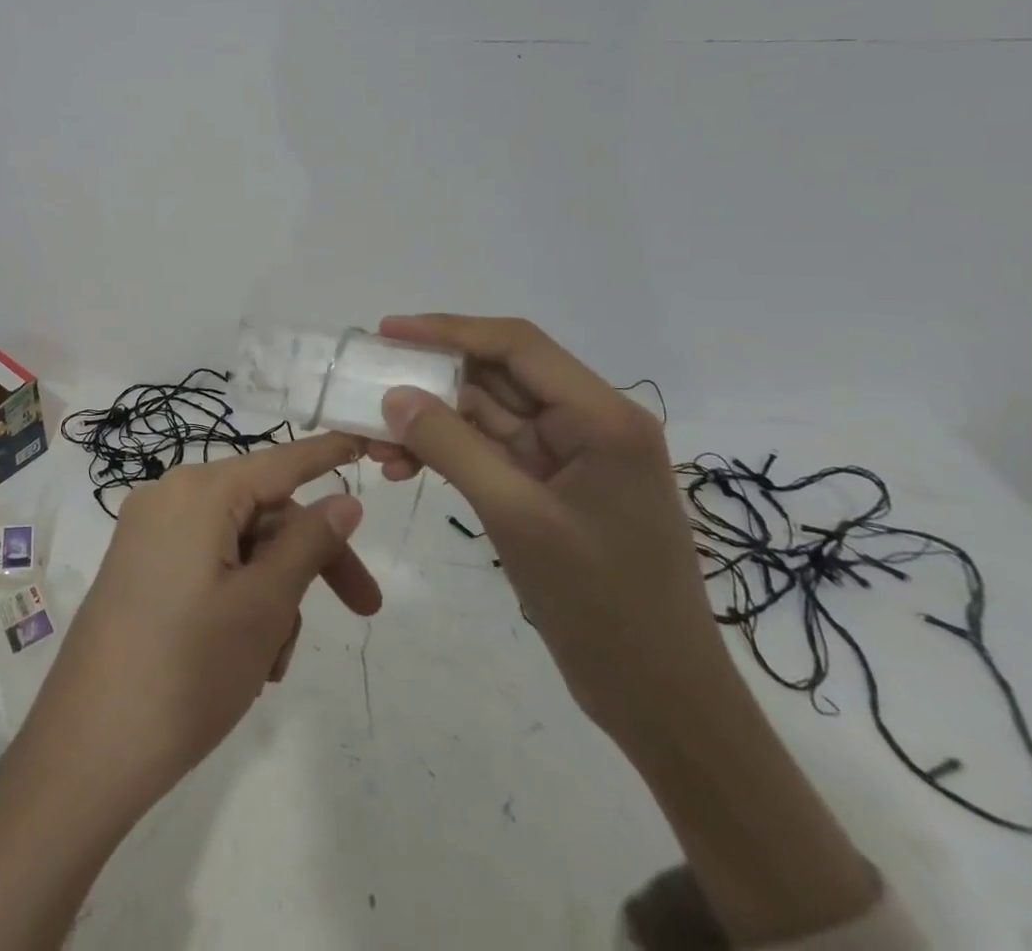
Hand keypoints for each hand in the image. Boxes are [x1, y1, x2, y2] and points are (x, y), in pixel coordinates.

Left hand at [22, 432, 380, 818]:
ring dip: (272, 595)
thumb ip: (308, 544)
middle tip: (363, 609)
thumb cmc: (188, 669)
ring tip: (272, 663)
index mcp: (198, 492)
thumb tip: (344, 500)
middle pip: (262, 513)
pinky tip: (246, 660)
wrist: (88, 749)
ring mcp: (148, 535)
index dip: (326, 455)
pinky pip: (207, 565)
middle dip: (308, 561)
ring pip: (238, 546)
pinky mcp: (139, 569)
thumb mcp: (264, 605)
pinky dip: (238, 599)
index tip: (366, 444)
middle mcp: (169, 498)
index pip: (279, 462)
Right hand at [373, 315, 880, 943]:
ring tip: (376, 443)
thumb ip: (453, 447)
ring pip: (486, 414)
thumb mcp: (518, 518)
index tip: (388, 331)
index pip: (516, 346)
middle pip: (497, 376)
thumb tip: (396, 395)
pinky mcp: (551, 487)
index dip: (449, 330)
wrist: (663, 702)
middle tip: (368, 386)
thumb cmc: (603, 606)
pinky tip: (406, 467)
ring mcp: (569, 456)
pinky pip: (489, 450)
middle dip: (430, 380)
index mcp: (601, 417)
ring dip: (431, 421)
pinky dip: (447, 452)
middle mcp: (588, 423)